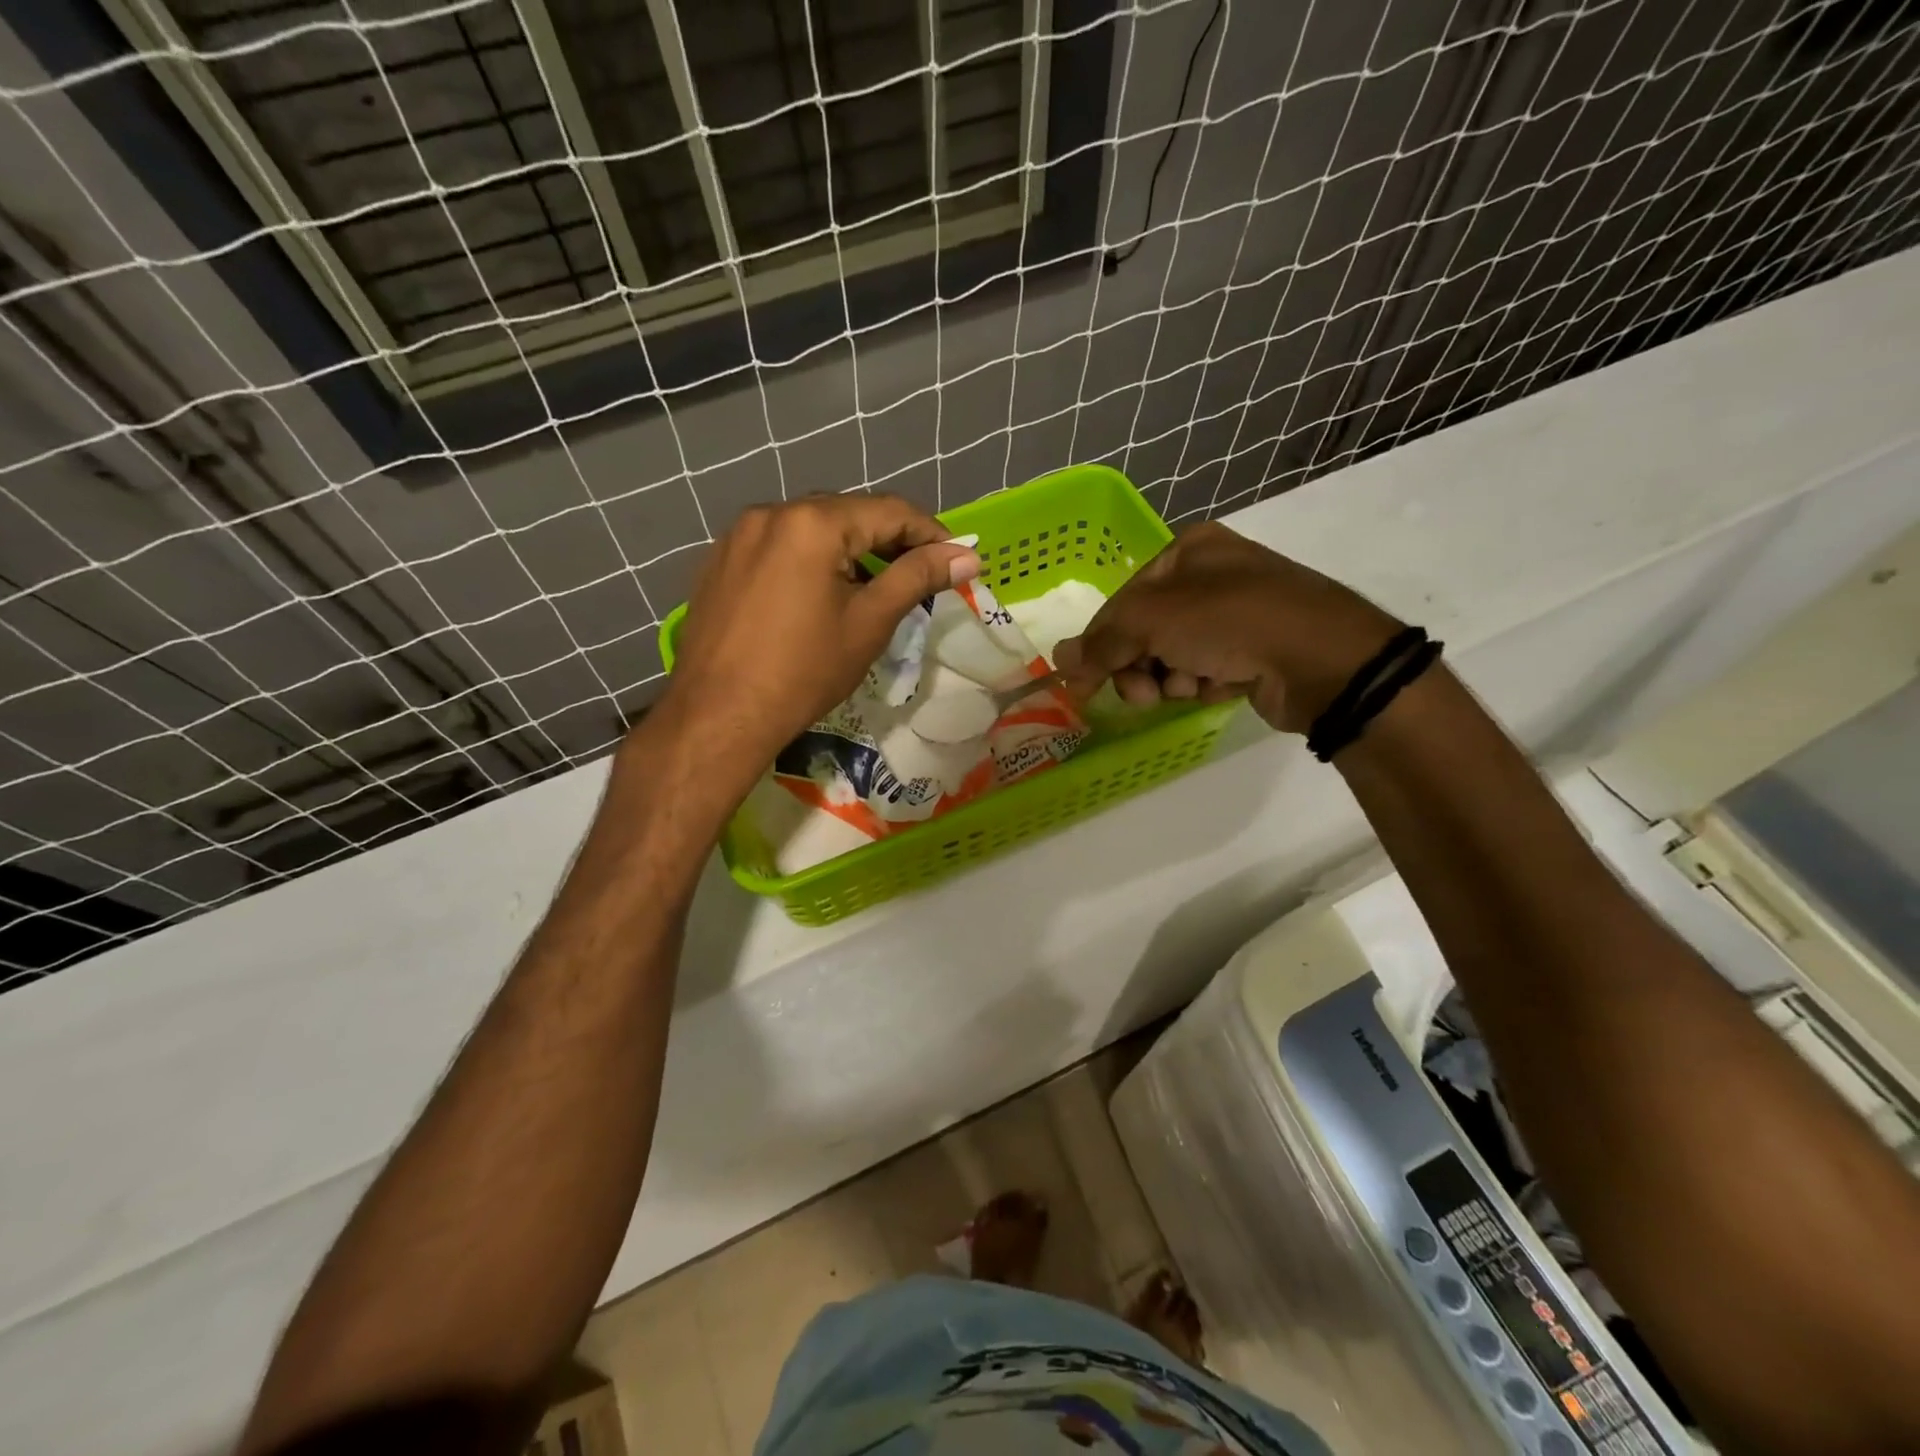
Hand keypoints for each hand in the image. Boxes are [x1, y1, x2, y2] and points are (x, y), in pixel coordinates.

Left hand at [662, 494, 980, 770]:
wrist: (718, 714)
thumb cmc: (804, 671)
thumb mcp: (869, 622)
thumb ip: (918, 578)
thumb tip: (967, 555)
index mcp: (812, 522)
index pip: (888, 511)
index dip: (930, 533)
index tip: (957, 559)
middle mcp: (771, 512)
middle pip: (848, 514)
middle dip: (889, 541)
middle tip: (918, 577)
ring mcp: (739, 535)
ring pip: (812, 529)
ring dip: (849, 551)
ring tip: (873, 589)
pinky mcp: (720, 560)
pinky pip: (780, 547)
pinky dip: (811, 561)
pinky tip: (820, 596)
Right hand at [1056, 522, 1399, 733]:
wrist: (1325, 659)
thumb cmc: (1230, 622)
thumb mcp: (1153, 622)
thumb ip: (1101, 643)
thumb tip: (1059, 661)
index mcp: (1187, 550)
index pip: (1122, 601)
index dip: (1099, 644)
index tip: (1083, 686)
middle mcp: (1212, 574)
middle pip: (1146, 630)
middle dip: (1138, 667)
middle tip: (1143, 694)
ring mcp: (1237, 613)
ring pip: (1174, 655)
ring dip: (1170, 679)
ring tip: (1189, 688)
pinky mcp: (1256, 649)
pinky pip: (1207, 669)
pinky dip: (1204, 684)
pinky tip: (1220, 688)